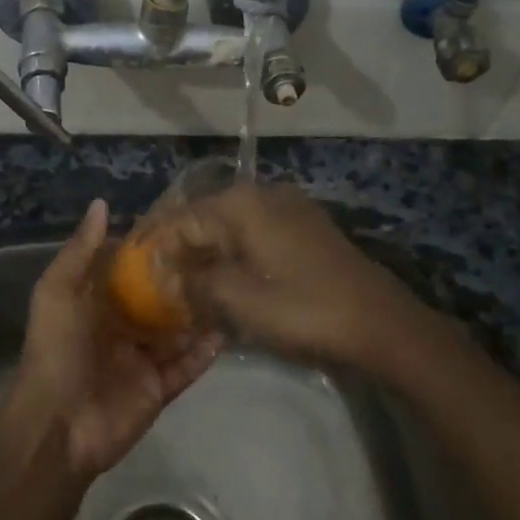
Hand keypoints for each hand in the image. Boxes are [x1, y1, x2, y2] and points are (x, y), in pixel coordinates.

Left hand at [4, 199, 222, 478]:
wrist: (58, 424)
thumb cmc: (57, 350)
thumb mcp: (58, 292)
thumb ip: (79, 250)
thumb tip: (101, 204)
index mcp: (94, 303)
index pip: (126, 270)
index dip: (150, 250)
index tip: (183, 225)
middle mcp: (119, 328)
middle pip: (157, 300)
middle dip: (182, 282)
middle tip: (220, 256)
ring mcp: (140, 360)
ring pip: (176, 333)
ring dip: (199, 316)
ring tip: (232, 289)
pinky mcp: (157, 389)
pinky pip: (185, 368)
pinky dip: (204, 354)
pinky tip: (227, 332)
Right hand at [171, 183, 437, 373]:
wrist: (382, 324)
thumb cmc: (305, 310)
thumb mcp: (240, 301)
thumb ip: (195, 284)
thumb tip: (167, 277)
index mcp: (241, 204)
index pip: (181, 220)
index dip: (156, 247)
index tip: (136, 274)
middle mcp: (263, 195)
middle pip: (205, 218)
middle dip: (180, 249)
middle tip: (158, 283)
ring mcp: (289, 209)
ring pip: (230, 227)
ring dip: (206, 254)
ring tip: (186, 286)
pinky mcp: (306, 229)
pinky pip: (255, 235)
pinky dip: (234, 255)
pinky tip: (225, 281)